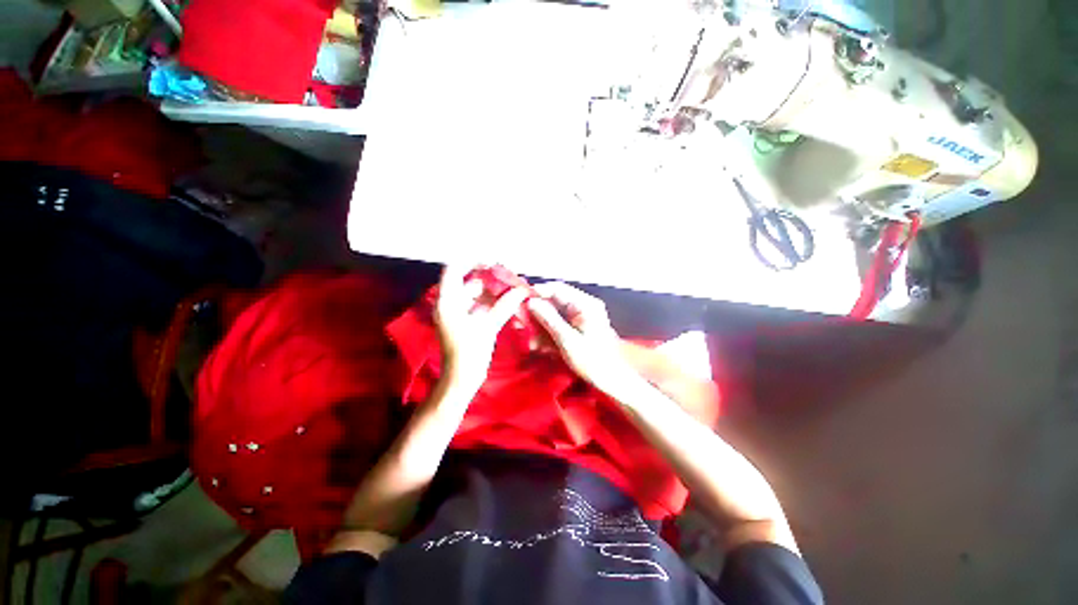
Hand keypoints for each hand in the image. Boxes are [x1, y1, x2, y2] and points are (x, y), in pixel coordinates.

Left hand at [435, 264, 528, 395]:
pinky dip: (492, 302)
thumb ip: (504, 305)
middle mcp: (450, 303)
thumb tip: (521, 290)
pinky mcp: (466, 322)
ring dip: (493, 290)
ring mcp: (458, 313)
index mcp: (447, 301)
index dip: (472, 261)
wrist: (461, 379)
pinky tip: (508, 301)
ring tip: (512, 288)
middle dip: (489, 277)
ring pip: (476, 294)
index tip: (492, 260)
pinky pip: (480, 305)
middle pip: (469, 281)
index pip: (454, 269)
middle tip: (509, 276)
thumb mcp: (487, 326)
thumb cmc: (469, 352)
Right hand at [526, 282, 642, 396]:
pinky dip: (548, 333)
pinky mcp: (579, 329)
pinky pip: (560, 325)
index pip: (558, 289)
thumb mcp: (567, 340)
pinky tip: (539, 346)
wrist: (611, 381)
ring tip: (529, 339)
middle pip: (555, 302)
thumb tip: (531, 302)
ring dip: (541, 326)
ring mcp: (582, 318)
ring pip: (555, 315)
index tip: (520, 300)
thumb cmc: (592, 360)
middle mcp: (584, 306)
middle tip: (521, 322)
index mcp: (586, 304)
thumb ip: (548, 319)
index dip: (538, 292)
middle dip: (537, 313)